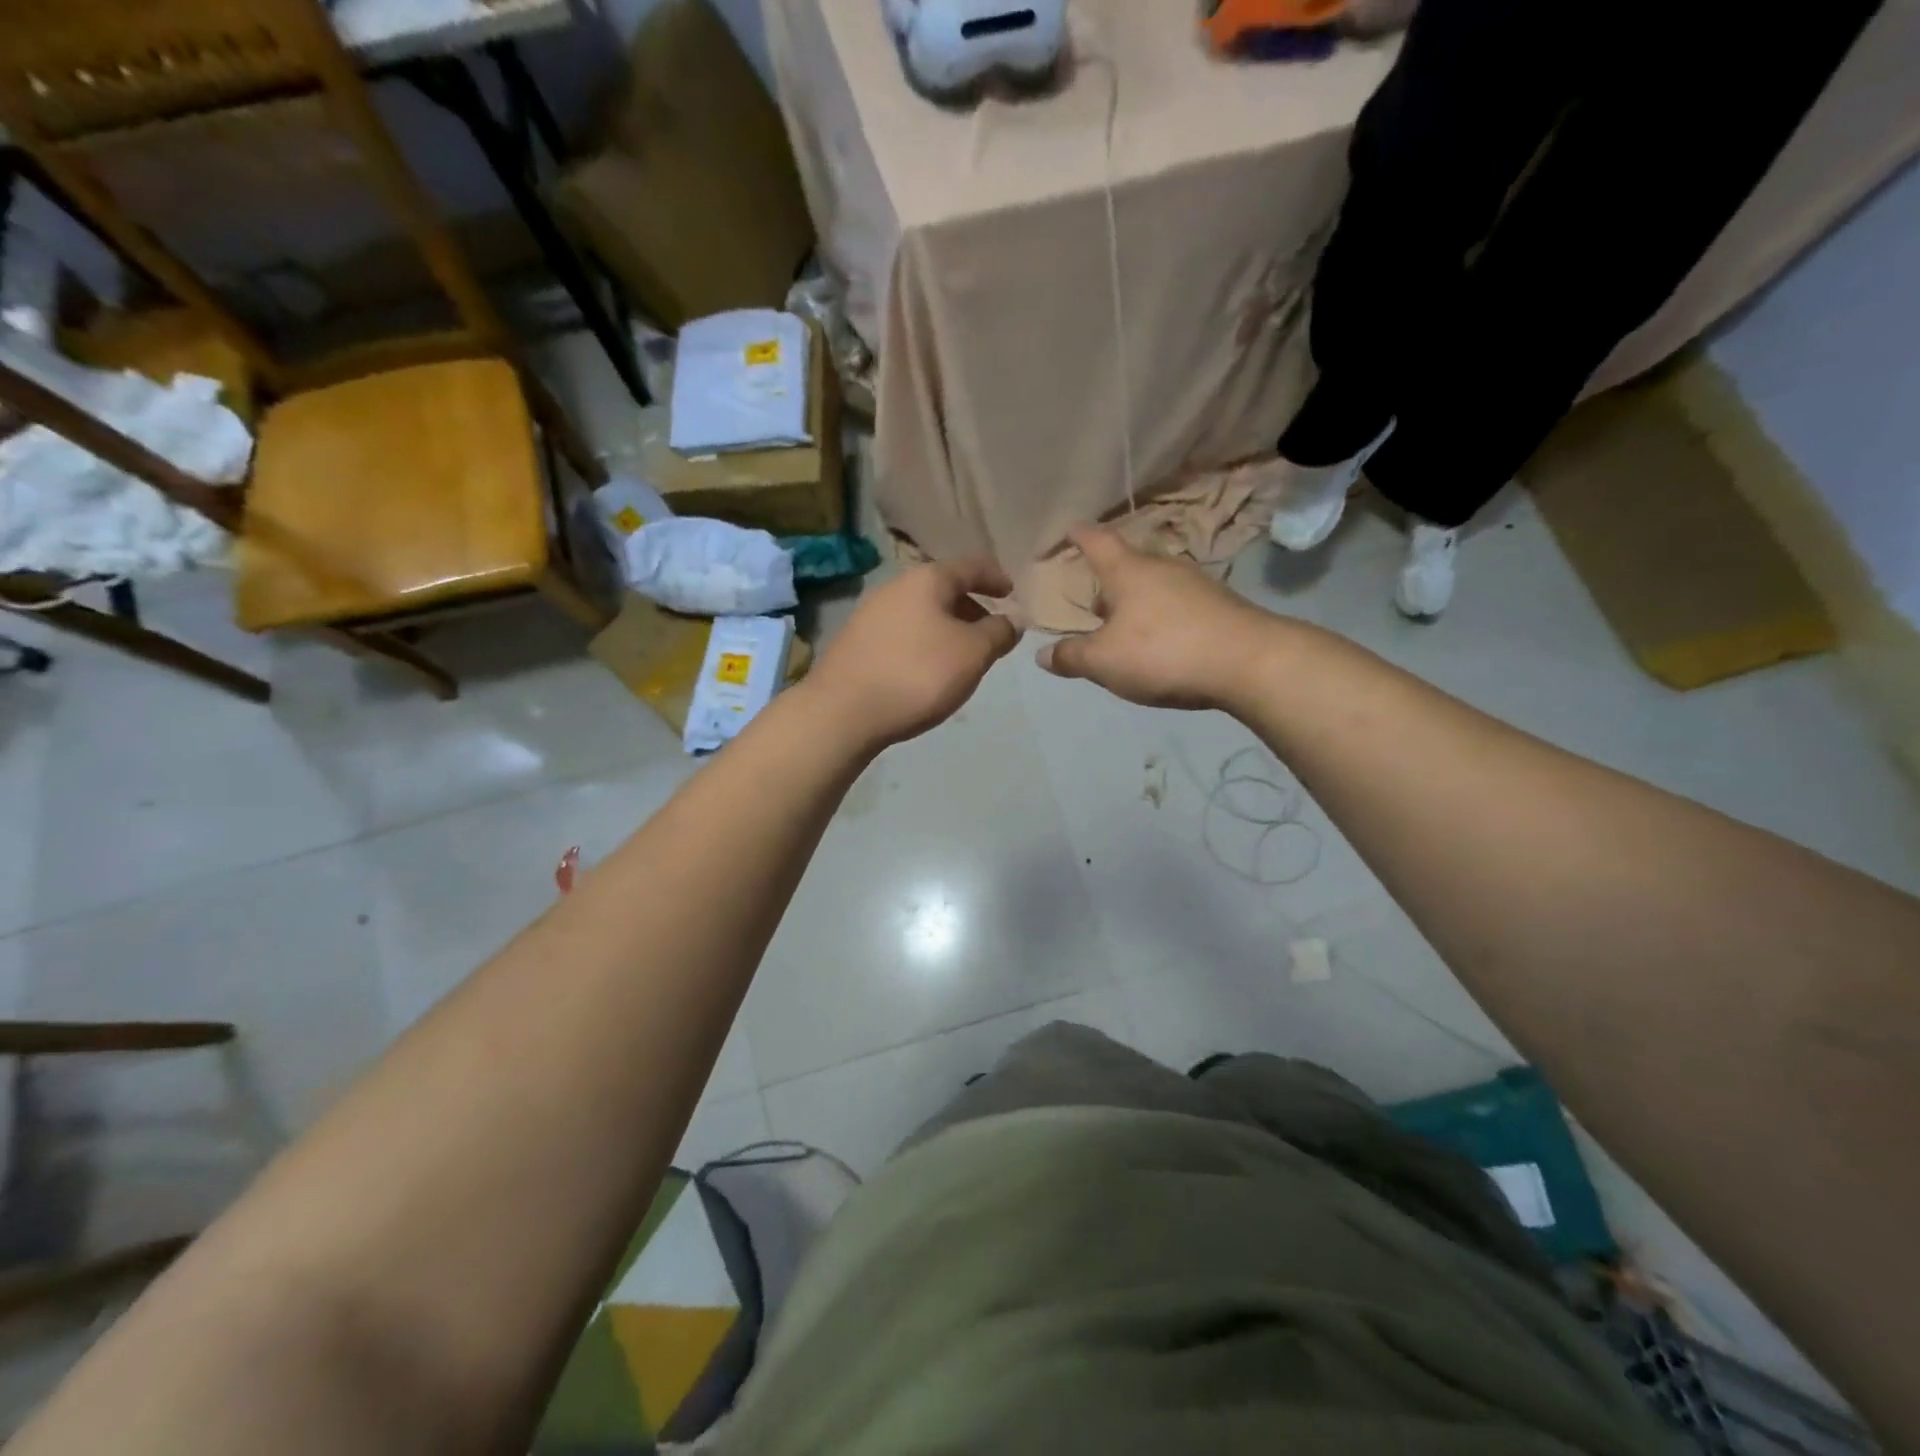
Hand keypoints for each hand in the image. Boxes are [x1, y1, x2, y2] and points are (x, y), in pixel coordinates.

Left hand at [809, 559, 1021, 748]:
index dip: (995, 577)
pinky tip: (926, 670)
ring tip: (961, 656)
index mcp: (926, 579)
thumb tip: (1012, 620)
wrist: (843, 711)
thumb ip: (998, 633)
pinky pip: (901, 633)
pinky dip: (923, 642)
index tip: (1011, 592)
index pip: (970, 567)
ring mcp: (870, 614)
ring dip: (946, 628)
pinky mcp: (855, 642)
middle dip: (970, 607)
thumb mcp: (972, 654)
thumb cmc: (917, 674)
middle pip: (942, 589)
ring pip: (920, 612)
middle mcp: (895, 587)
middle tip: (989, 632)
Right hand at [1038, 526, 1272, 709]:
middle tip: (1094, 600)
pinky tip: (1161, 643)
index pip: (1098, 542)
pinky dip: (1162, 617)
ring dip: (1137, 602)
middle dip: (1109, 580)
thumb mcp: (1105, 662)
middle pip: (1128, 565)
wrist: (1249, 662)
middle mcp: (1162, 568)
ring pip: (1155, 586)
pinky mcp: (1220, 607)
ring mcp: (1196, 585)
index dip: (1080, 535)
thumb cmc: (1163, 652)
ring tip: (1125, 626)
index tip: (1070, 529)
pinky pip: (1179, 605)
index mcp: (1128, 572)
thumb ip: (1072, 657)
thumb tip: (1043, 655)